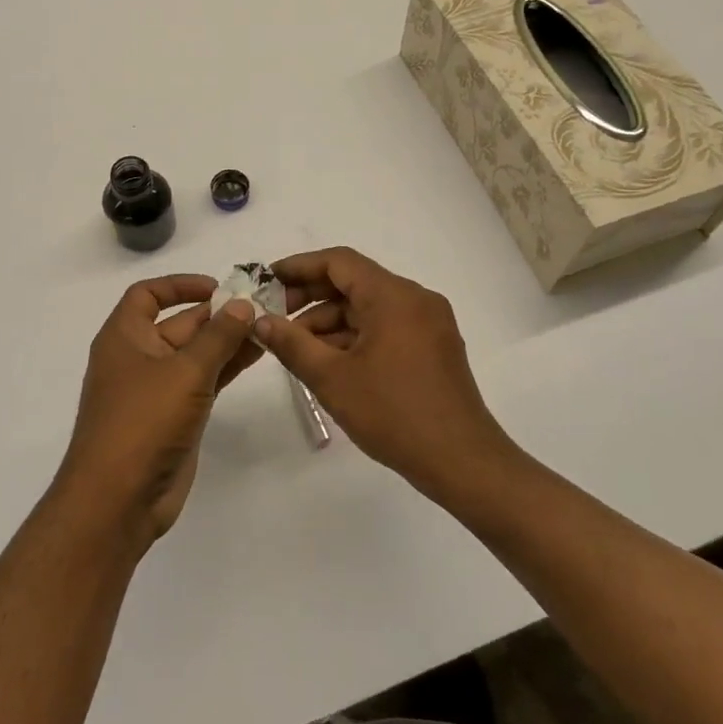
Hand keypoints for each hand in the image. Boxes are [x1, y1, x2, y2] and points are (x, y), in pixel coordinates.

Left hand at [55, 275, 260, 542]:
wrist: (119, 498)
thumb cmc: (143, 421)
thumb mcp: (185, 371)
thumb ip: (218, 336)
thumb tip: (243, 304)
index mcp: (124, 337)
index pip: (147, 294)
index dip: (180, 285)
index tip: (218, 287)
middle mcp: (138, 357)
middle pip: (179, 323)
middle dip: (217, 313)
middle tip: (261, 305)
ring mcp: (157, 389)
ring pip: (196, 353)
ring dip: (228, 340)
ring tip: (268, 326)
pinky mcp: (175, 416)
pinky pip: (204, 381)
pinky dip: (227, 366)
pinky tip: (257, 355)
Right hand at [255, 248, 517, 497]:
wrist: (462, 461)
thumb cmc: (394, 414)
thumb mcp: (332, 378)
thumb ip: (292, 343)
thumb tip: (260, 321)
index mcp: (394, 296)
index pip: (339, 262)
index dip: (299, 267)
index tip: (267, 280)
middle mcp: (415, 299)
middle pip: (355, 282)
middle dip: (311, 297)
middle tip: (275, 317)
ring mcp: (429, 324)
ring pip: (369, 308)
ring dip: (331, 321)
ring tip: (296, 348)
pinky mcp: (434, 347)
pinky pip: (386, 327)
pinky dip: (355, 336)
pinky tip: (329, 361)